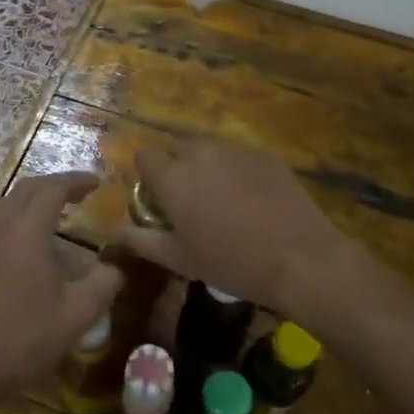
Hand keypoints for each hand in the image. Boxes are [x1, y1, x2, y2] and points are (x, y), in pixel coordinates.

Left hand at [0, 172, 122, 405]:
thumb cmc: (23, 339)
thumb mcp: (77, 315)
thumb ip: (104, 283)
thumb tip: (118, 265)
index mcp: (26, 229)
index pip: (53, 188)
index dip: (77, 180)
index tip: (98, 183)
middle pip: (26, 188)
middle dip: (55, 185)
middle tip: (79, 194)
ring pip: (3, 201)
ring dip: (30, 198)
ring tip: (51, 212)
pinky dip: (9, 217)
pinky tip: (15, 238)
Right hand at [116, 142, 349, 319]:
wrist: (300, 258)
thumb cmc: (231, 262)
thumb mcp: (180, 260)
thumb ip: (142, 240)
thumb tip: (113, 231)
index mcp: (173, 176)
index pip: (144, 155)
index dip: (148, 175)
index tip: (158, 199)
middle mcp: (200, 153)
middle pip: (178, 150)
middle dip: (179, 170)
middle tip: (193, 206)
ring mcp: (236, 151)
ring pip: (211, 153)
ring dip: (209, 170)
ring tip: (226, 204)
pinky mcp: (266, 156)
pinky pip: (240, 159)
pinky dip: (239, 173)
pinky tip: (255, 202)